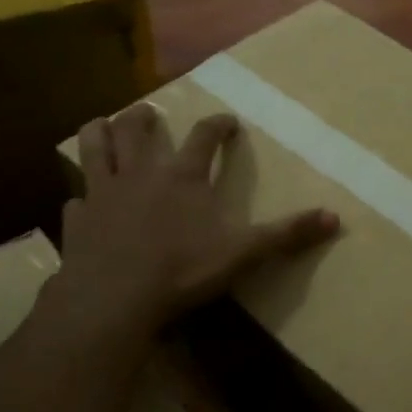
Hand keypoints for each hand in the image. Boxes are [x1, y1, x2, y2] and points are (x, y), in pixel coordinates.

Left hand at [42, 103, 339, 341]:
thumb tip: (336, 217)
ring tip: (103, 125)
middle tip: (148, 112)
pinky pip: (75, 200)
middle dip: (144, 117)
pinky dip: (80, 196)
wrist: (113, 298)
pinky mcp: (76, 220)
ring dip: (99, 132)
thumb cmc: (182, 270)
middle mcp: (141, 174)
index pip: (204, 137)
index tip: (226, 120)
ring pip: (93, 147)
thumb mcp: (243, 252)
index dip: (217, 125)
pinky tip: (82, 202)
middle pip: (137, 130)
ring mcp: (103, 194)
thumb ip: (286, 234)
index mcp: (183, 177)